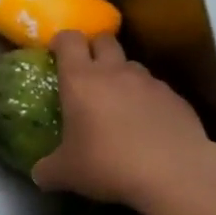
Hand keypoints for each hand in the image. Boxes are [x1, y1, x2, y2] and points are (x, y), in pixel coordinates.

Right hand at [32, 31, 214, 206]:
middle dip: (94, 48)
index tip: (56, 53)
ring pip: (132, 64)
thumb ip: (48, 169)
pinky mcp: (175, 97)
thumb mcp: (67, 173)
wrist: (174, 174)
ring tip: (120, 103)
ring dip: (122, 75)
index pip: (69, 40)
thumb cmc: (109, 165)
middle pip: (104, 40)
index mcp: (81, 80)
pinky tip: (149, 126)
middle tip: (88, 73)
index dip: (61, 41)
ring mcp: (149, 82)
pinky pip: (156, 89)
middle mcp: (115, 71)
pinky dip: (148, 100)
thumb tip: (40, 174)